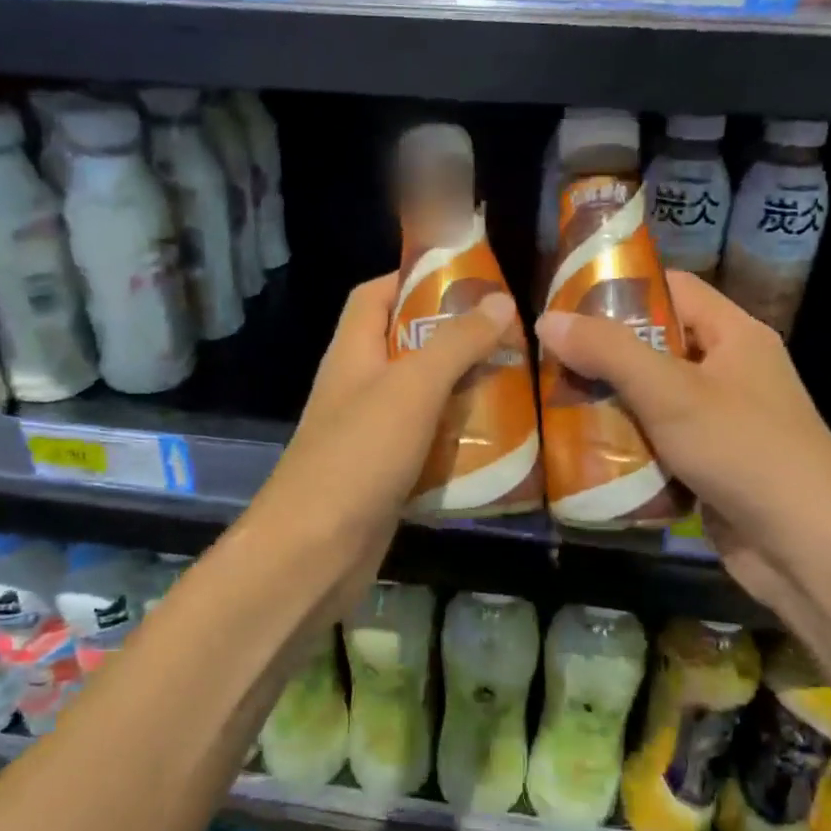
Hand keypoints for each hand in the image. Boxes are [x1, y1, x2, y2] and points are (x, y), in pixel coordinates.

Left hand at [254, 275, 517, 616]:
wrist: (314, 551)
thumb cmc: (358, 455)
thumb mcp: (412, 388)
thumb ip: (455, 343)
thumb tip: (499, 299)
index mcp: (352, 351)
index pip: (375, 294)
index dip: (414, 278)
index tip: (469, 280)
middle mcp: (357, 386)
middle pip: (405, 345)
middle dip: (454, 338)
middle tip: (509, 337)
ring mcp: (368, 433)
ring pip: (421, 398)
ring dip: (462, 390)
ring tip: (516, 383)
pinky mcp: (384, 474)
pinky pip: (426, 443)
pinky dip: (457, 438)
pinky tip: (498, 442)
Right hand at [532, 271, 830, 607]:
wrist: (808, 548)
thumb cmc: (743, 451)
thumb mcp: (671, 393)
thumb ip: (609, 352)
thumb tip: (547, 320)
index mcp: (735, 335)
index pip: (673, 289)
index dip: (622, 288)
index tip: (566, 304)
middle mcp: (730, 371)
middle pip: (657, 345)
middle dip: (604, 354)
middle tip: (549, 361)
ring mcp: (722, 421)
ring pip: (654, 397)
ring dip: (610, 403)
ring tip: (554, 403)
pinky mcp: (711, 464)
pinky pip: (659, 441)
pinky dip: (627, 443)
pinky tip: (584, 451)